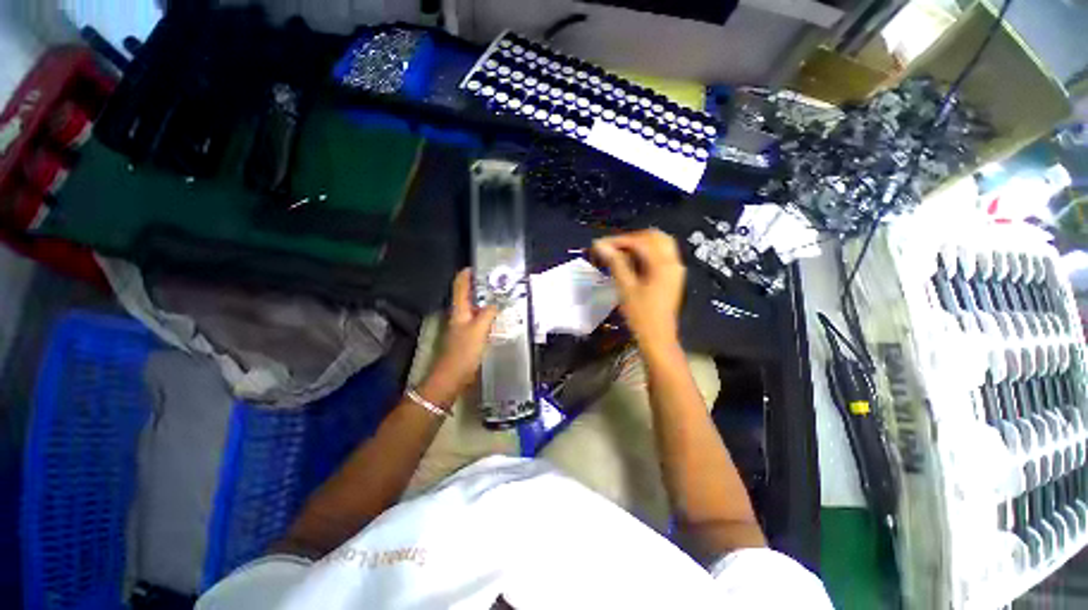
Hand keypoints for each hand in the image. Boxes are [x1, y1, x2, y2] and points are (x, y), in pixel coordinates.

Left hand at [418, 269, 497, 407]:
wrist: (453, 376)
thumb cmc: (464, 351)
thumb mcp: (479, 330)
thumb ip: (488, 314)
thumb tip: (495, 303)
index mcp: (459, 311)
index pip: (460, 287)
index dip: (465, 275)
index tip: (476, 265)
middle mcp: (459, 315)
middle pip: (467, 295)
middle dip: (478, 285)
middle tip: (495, 279)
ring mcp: (463, 326)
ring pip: (474, 308)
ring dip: (484, 299)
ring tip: (499, 294)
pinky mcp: (468, 337)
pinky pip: (479, 319)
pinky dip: (486, 314)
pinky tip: (497, 316)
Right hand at [592, 229, 684, 350]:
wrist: (658, 337)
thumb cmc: (641, 315)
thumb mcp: (626, 288)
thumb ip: (615, 263)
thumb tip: (600, 245)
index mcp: (663, 264)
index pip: (640, 241)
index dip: (619, 240)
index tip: (600, 245)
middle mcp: (673, 262)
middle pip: (654, 237)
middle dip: (631, 239)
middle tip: (611, 248)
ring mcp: (675, 269)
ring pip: (659, 244)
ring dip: (639, 244)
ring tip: (619, 253)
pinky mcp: (672, 277)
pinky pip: (661, 255)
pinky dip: (646, 253)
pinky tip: (632, 262)